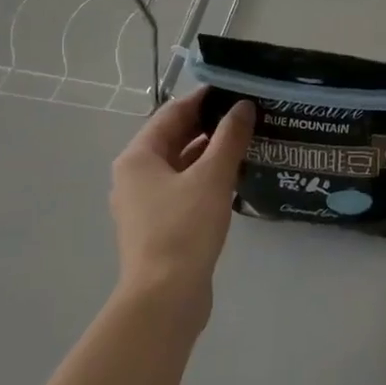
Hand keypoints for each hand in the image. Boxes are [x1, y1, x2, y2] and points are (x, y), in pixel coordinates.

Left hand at [109, 88, 253, 316]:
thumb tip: (243, 106)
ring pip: (182, 164)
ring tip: (250, 140)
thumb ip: (229, 138)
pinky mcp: (161, 225)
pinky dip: (208, 177)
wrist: (165, 296)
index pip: (173, 113)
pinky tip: (237, 176)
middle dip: (210, 125)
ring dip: (212, 151)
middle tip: (249, 113)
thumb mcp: (212, 176)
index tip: (238, 88)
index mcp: (138, 157)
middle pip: (174, 138)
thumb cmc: (184, 228)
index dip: (205, 98)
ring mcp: (146, 203)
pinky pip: (185, 188)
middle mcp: (135, 175)